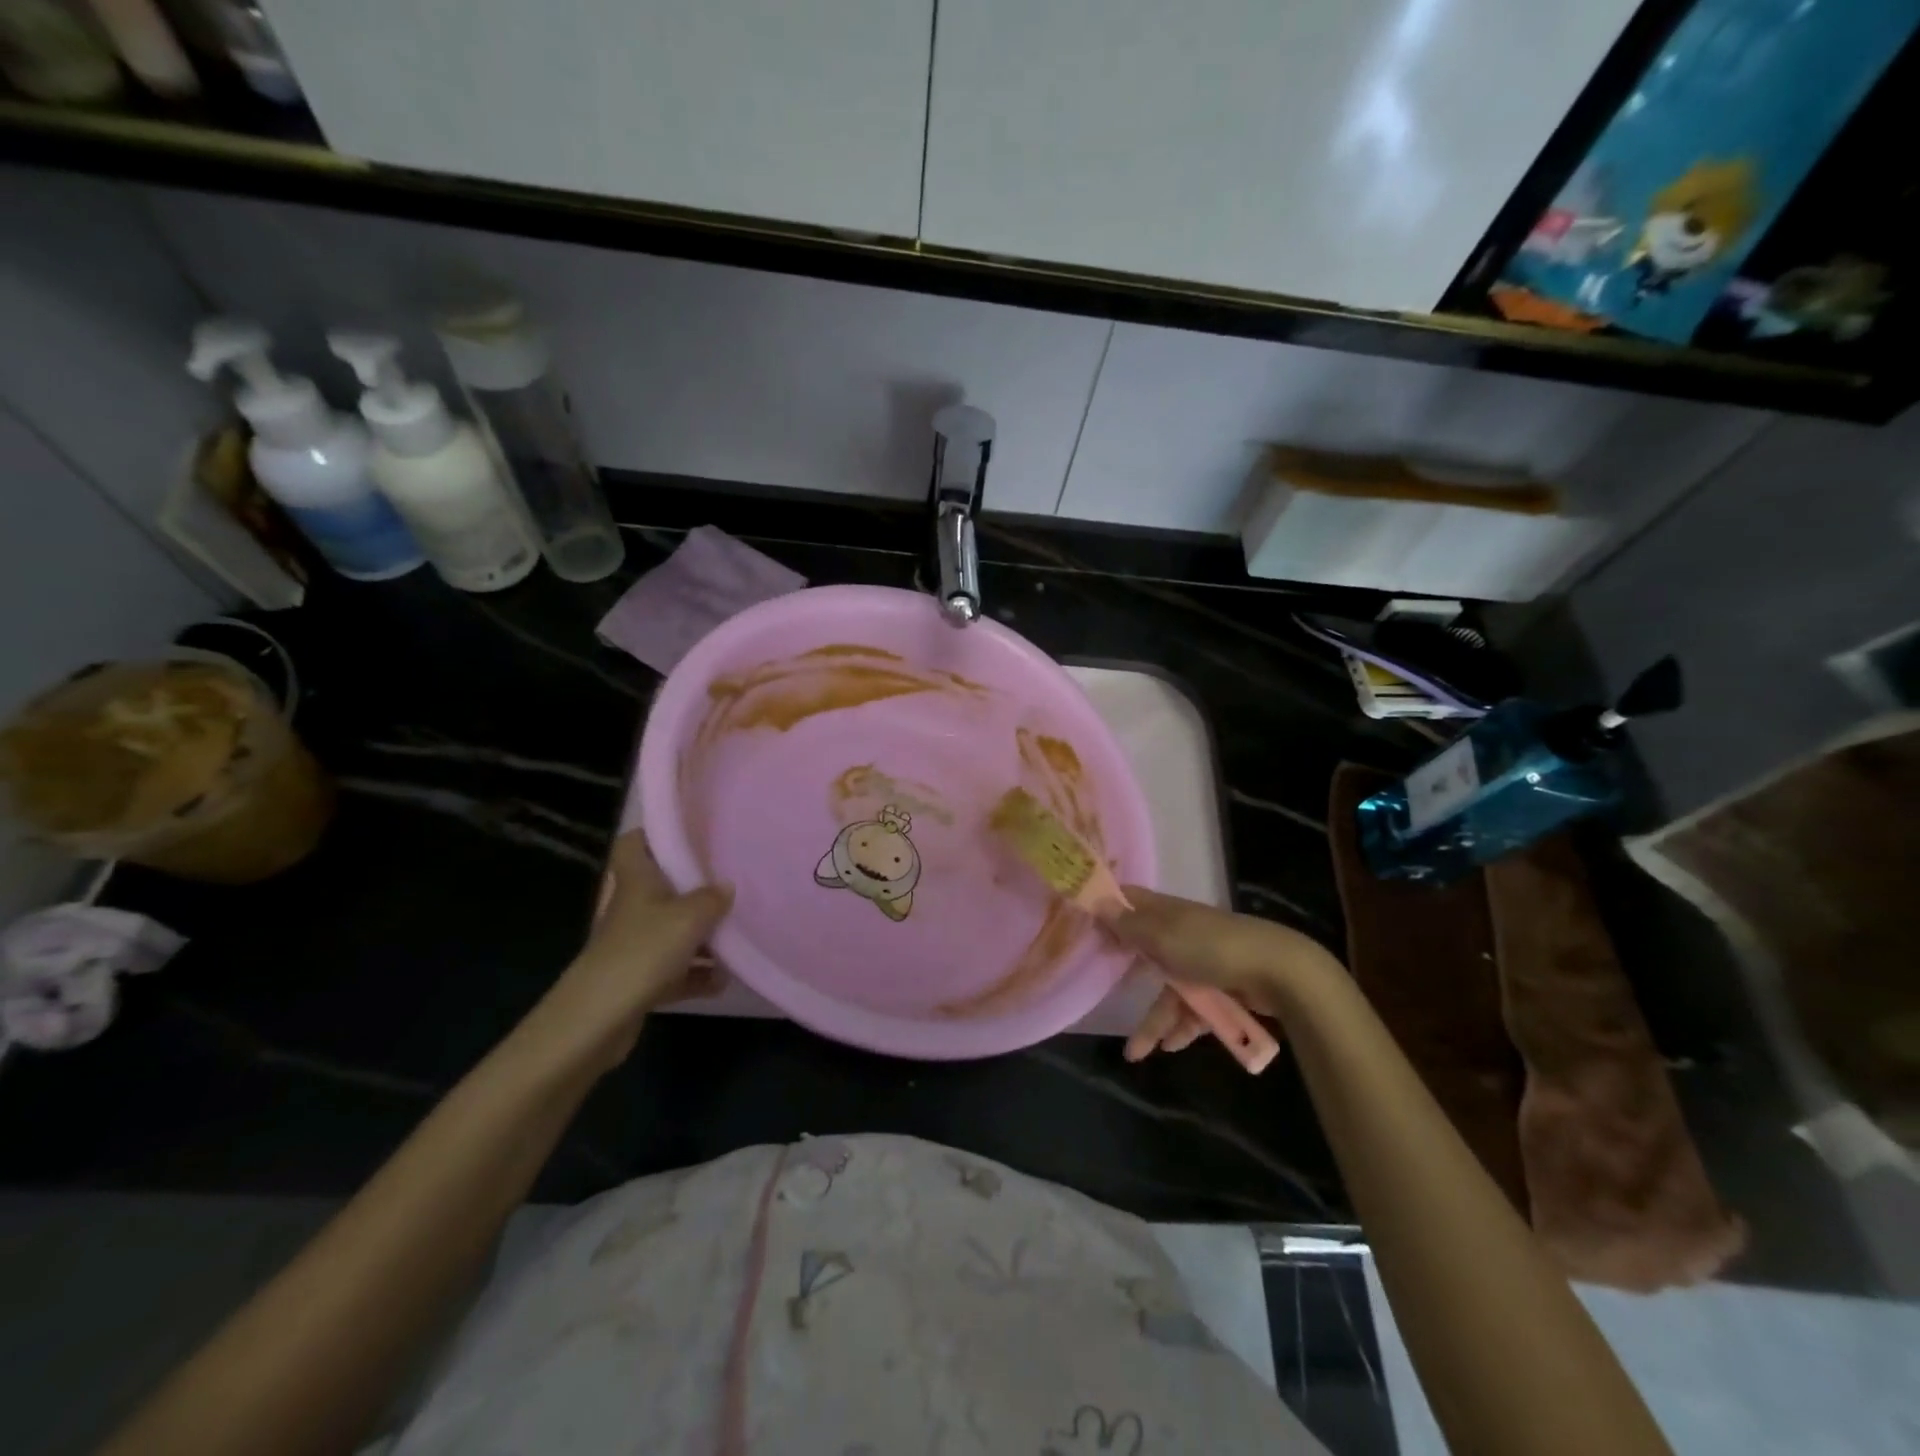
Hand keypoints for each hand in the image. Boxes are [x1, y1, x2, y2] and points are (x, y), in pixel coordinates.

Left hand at [512, 831, 731, 1076]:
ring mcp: (633, 946)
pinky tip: (722, 980)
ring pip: (672, 931)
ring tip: (736, 939)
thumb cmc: (643, 952)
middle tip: (729, 884)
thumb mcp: (689, 917)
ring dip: (701, 937)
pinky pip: (674, 970)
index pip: (634, 843)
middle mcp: (632, 908)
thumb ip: (712, 898)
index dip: (655, 834)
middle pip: (661, 888)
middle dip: (694, 889)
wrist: (597, 1020)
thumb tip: (726, 886)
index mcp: (636, 882)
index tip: (690, 832)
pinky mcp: (637, 980)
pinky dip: (696, 974)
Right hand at [1107, 886, 1340, 1062]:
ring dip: (1156, 1019)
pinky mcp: (1222, 987)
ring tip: (1137, 1053)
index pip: (1131, 902)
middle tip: (1103, 991)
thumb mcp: (1162, 936)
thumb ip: (1128, 925)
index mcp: (1166, 913)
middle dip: (1128, 976)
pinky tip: (1172, 1046)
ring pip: (1171, 989)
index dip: (1108, 911)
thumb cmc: (1211, 947)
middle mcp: (1181, 933)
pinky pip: (1195, 1007)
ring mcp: (1203, 961)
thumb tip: (1096, 902)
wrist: (1279, 972)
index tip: (1085, 926)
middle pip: (1146, 952)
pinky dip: (1183, 1026)